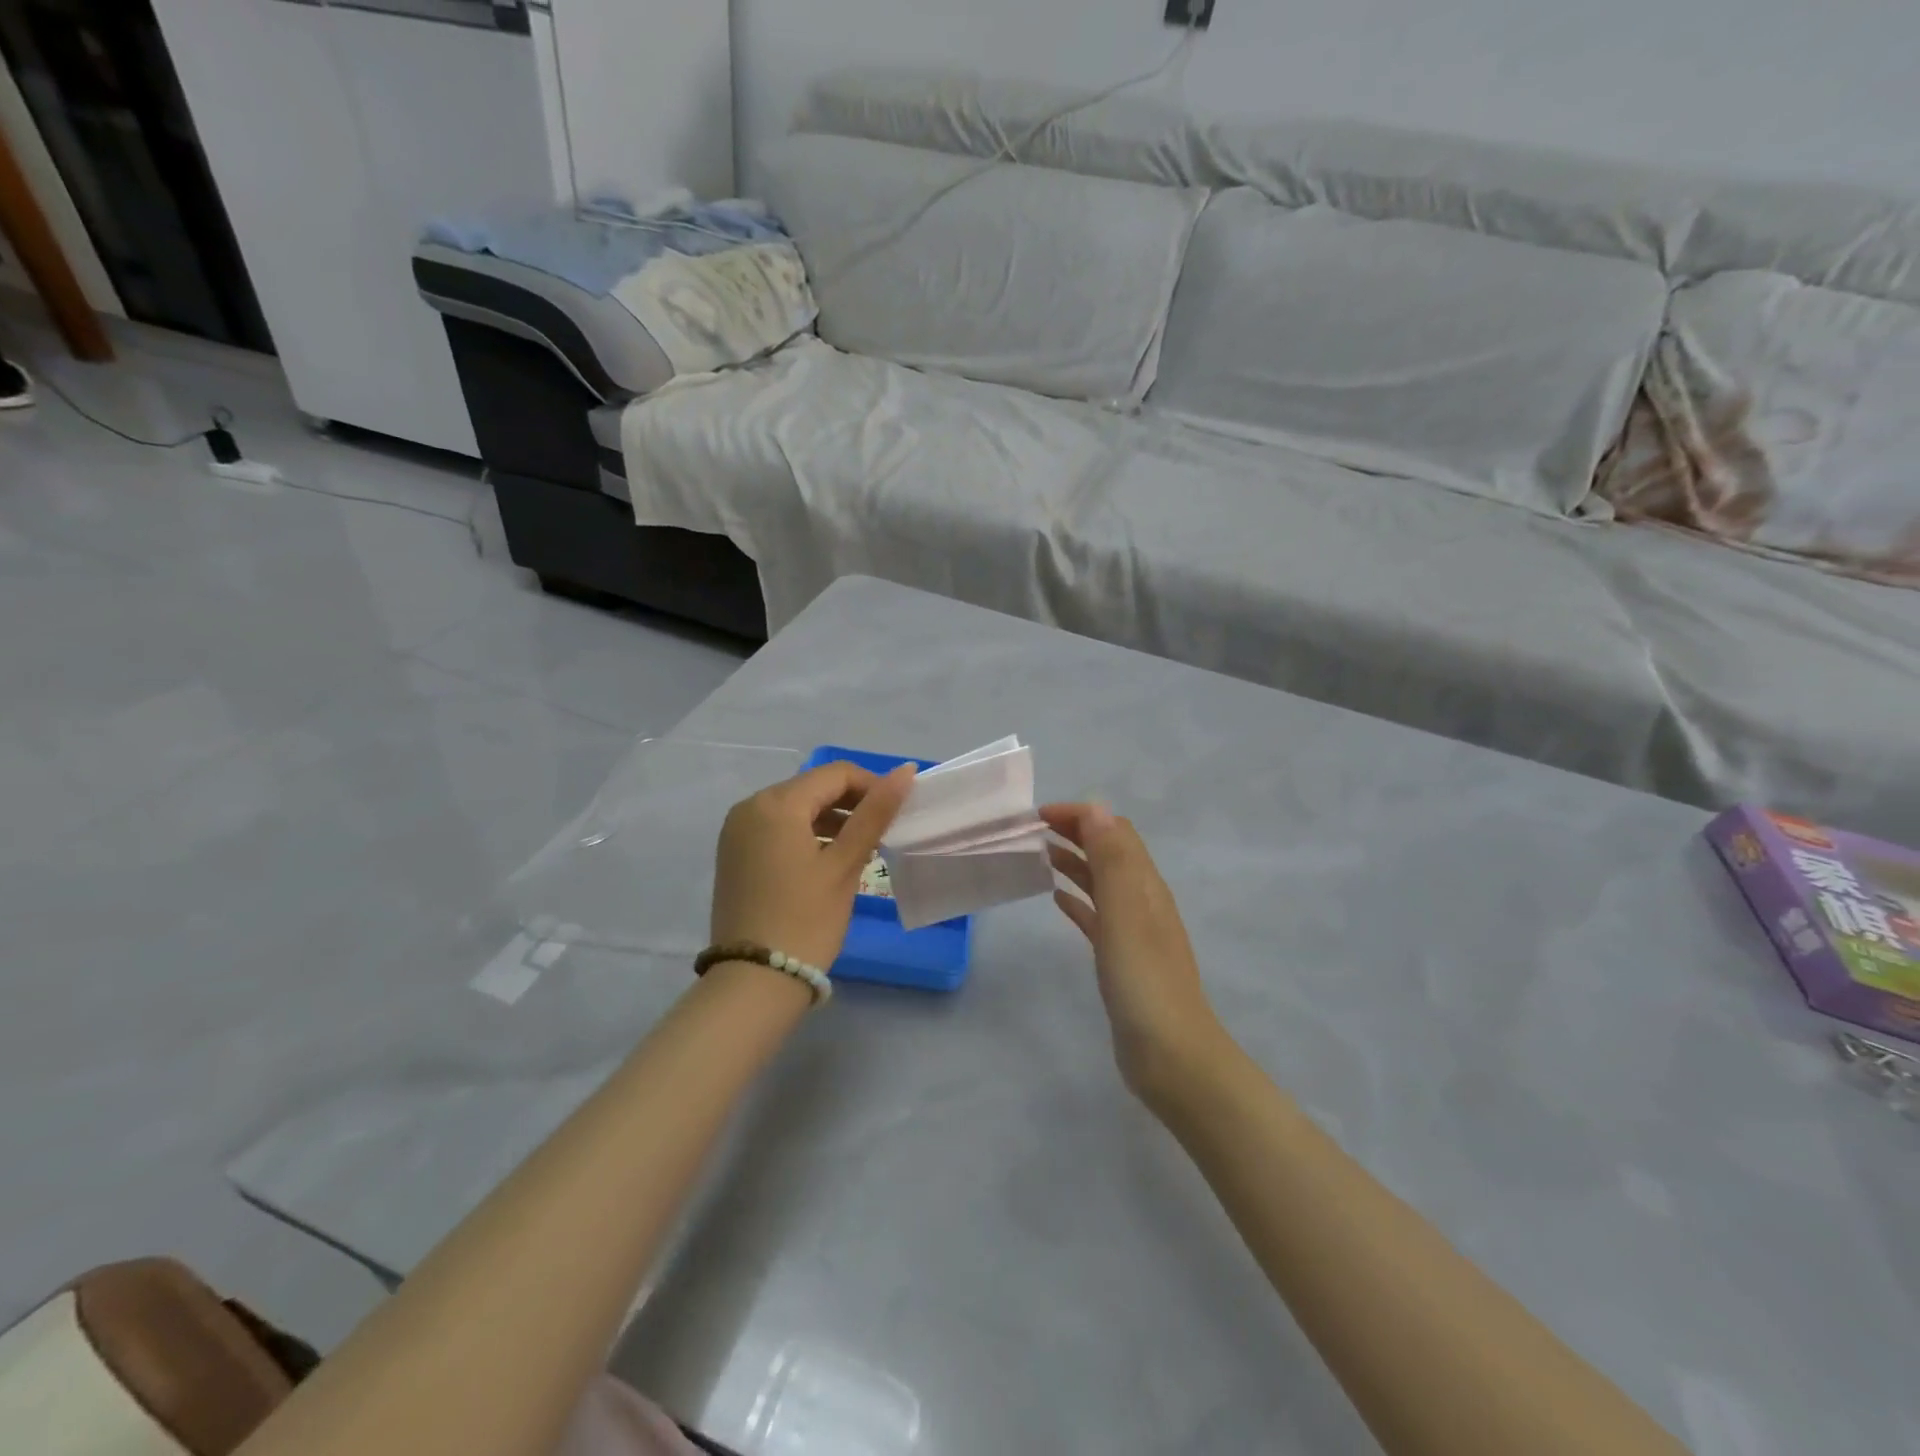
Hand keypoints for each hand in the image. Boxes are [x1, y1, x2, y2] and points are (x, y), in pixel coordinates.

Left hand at [711, 761, 916, 971]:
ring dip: (830, 820)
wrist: (754, 980)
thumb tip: (905, 771)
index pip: (836, 774)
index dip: (872, 787)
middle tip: (881, 834)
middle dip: (851, 804)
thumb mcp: (845, 864)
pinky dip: (805, 835)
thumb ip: (875, 813)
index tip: (897, 815)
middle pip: (812, 788)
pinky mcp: (734, 854)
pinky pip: (776, 828)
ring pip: (795, 809)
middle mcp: (749, 807)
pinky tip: (827, 860)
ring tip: (860, 850)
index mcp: (776, 803)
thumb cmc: (806, 919)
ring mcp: (736, 831)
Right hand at [1043, 803, 1225, 1106]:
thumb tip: (1097, 809)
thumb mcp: (1125, 913)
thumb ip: (1112, 860)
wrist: (1170, 1055)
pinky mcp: (1122, 959)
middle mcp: (1142, 901)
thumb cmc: (1143, 981)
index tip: (1039, 816)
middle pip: (1109, 853)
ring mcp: (1134, 932)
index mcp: (1145, 885)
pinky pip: (1097, 916)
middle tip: (1033, 831)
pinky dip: (1077, 899)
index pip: (1115, 832)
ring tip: (1040, 856)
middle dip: (1076, 833)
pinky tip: (1057, 900)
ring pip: (1101, 882)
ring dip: (1075, 863)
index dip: (1081, 816)